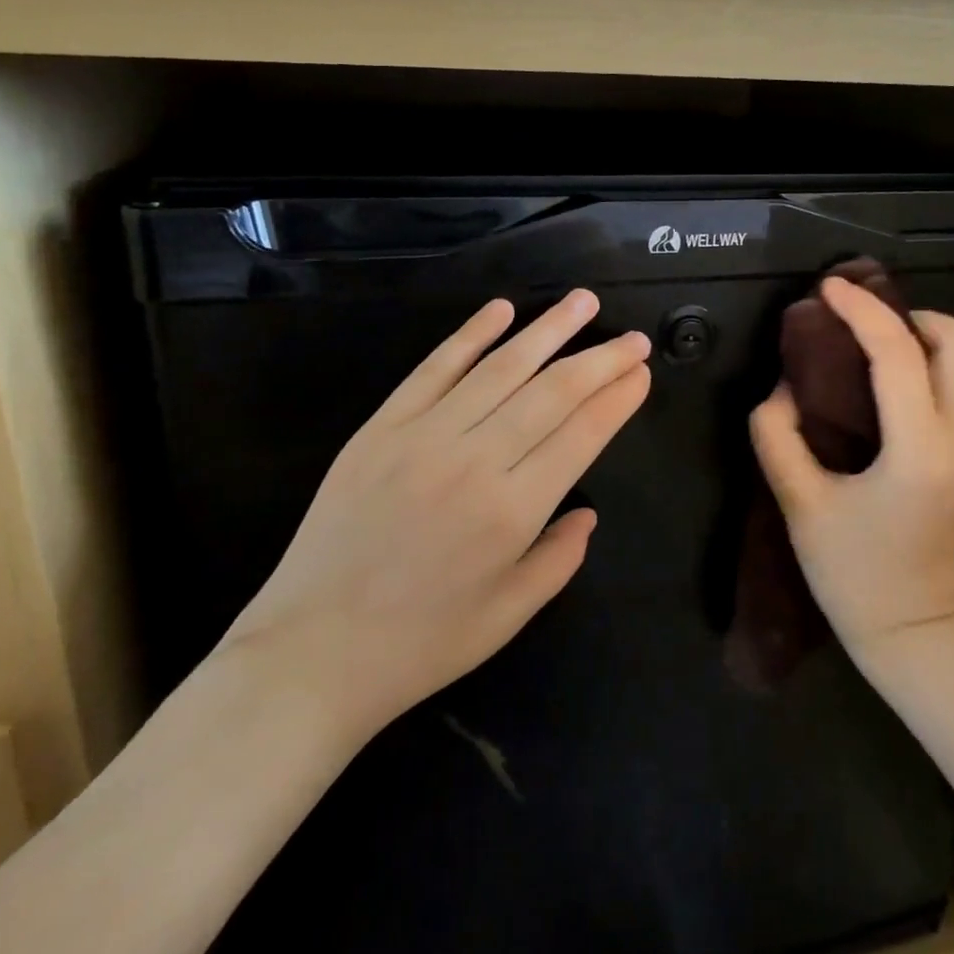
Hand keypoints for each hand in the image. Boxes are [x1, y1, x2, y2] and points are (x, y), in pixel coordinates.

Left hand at [222, 290, 651, 736]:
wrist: (311, 652)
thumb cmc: (421, 644)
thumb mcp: (509, 615)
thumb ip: (559, 558)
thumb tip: (588, 513)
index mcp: (513, 511)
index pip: (581, 433)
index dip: (617, 398)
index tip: (641, 372)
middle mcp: (474, 460)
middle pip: (552, 392)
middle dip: (600, 360)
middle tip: (633, 338)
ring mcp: (423, 436)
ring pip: (499, 368)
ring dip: (547, 330)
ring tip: (582, 302)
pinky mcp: (381, 427)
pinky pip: (433, 369)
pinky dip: (470, 335)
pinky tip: (500, 310)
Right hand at [749, 276, 953, 659]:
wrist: (911, 627)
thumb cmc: (850, 572)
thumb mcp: (799, 503)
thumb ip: (778, 435)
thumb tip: (785, 386)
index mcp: (920, 452)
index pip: (900, 355)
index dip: (861, 312)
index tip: (827, 290)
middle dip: (908, 316)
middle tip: (859, 325)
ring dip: (924, 336)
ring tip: (872, 345)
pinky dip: (931, 360)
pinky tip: (889, 378)